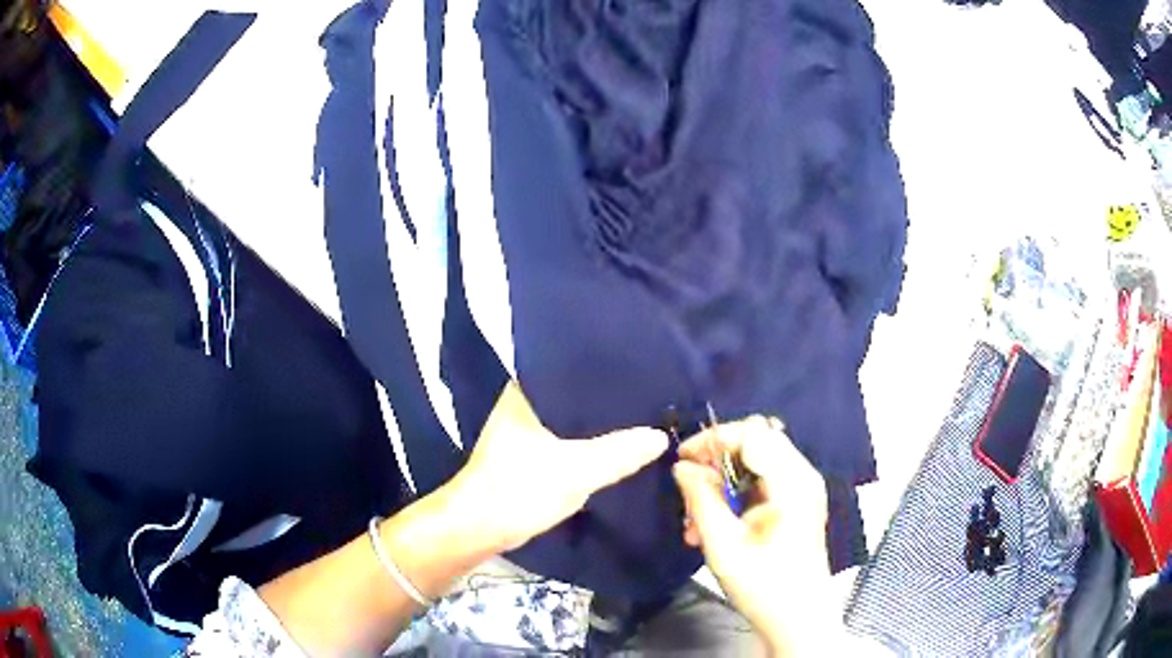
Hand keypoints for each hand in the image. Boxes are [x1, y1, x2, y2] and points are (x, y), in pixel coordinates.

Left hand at [444, 381, 668, 551]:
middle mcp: (520, 405)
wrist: (477, 529)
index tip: (638, 373)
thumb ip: (619, 453)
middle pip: (572, 397)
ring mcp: (520, 432)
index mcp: (523, 392)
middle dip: (603, 401)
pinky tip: (609, 448)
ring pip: (567, 422)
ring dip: (593, 427)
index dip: (603, 373)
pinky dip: (583, 446)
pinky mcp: (525, 457)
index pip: (570, 370)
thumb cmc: (519, 489)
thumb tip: (660, 437)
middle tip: (645, 399)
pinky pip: (563, 442)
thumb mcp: (576, 471)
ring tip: (634, 419)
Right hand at [672, 416, 829, 653]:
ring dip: (721, 482)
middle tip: (688, 490)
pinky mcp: (796, 503)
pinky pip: (760, 482)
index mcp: (792, 482)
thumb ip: (700, 499)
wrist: (797, 619)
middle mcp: (802, 476)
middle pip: (755, 442)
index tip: (681, 459)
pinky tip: (714, 526)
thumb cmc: (763, 586)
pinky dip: (734, 495)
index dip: (713, 439)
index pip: (752, 433)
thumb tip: (682, 466)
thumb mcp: (722, 545)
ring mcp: (801, 489)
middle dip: (715, 461)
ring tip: (696, 519)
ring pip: (754, 463)